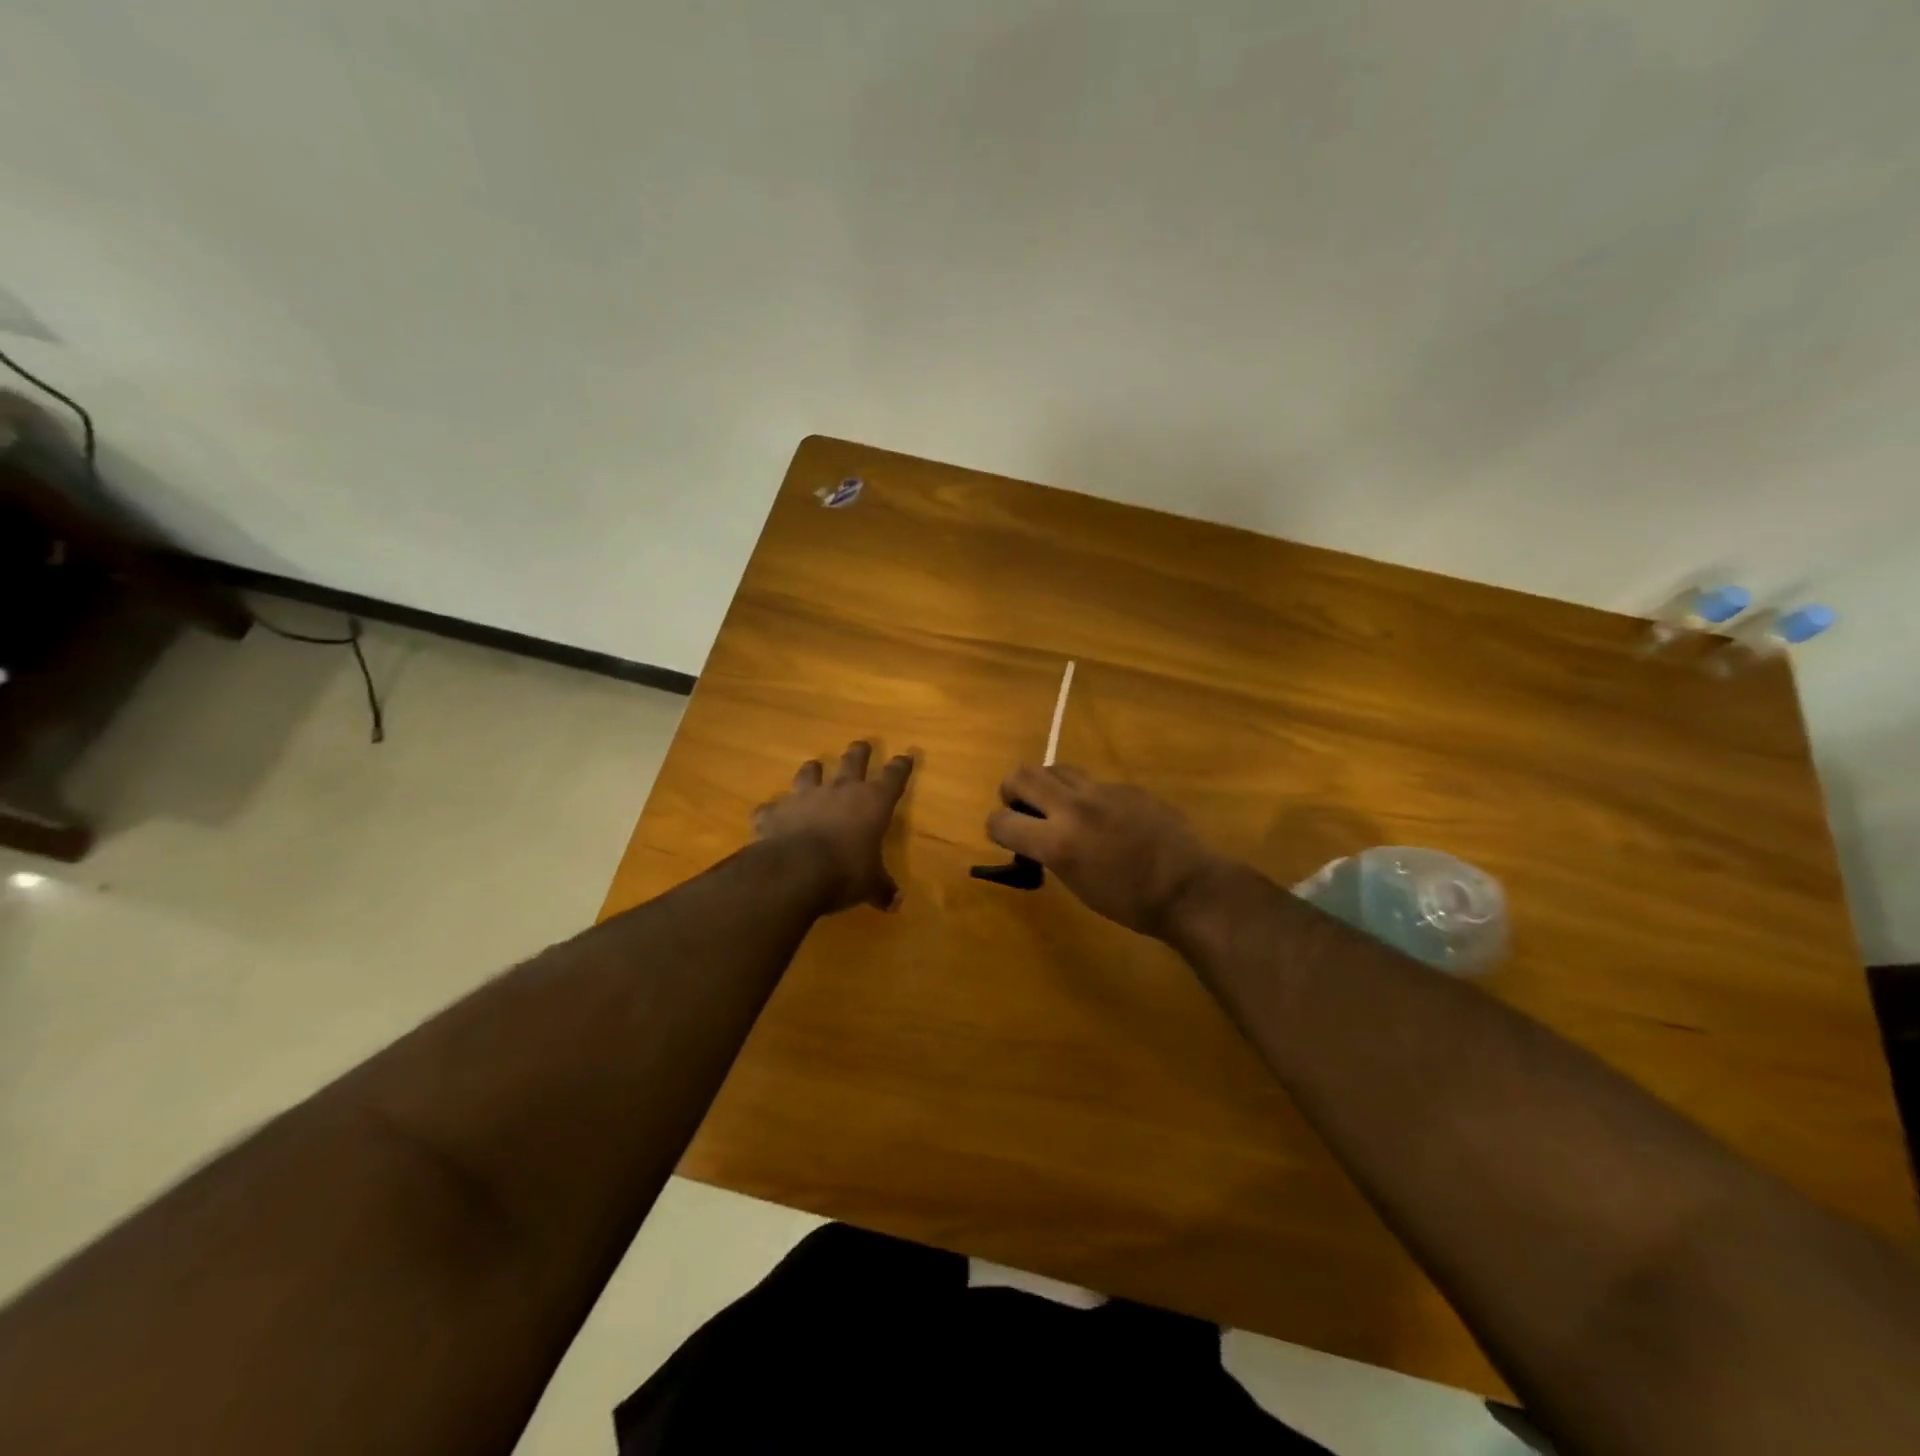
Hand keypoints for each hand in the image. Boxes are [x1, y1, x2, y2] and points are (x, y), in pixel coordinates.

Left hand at [754, 742, 914, 912]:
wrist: (795, 871)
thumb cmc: (845, 872)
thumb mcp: (870, 885)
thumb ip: (882, 889)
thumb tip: (896, 904)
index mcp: (872, 803)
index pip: (893, 777)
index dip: (901, 766)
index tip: (906, 756)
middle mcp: (840, 791)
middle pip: (853, 761)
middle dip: (860, 752)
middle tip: (862, 745)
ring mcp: (805, 797)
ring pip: (810, 773)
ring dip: (812, 771)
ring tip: (813, 768)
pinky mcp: (775, 811)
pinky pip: (772, 807)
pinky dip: (772, 811)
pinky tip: (769, 816)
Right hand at [986, 765, 1224, 936]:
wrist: (1188, 888)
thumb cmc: (1130, 903)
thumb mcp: (1076, 883)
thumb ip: (1049, 853)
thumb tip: (1036, 838)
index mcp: (1057, 842)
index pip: (1001, 821)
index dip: (997, 828)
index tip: (1006, 837)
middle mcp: (1073, 807)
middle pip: (1022, 775)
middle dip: (1012, 791)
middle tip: (1024, 810)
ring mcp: (1102, 791)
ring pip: (1055, 768)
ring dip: (1046, 785)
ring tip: (1059, 807)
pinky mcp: (1125, 786)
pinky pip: (1090, 780)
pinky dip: (1083, 794)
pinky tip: (1102, 817)